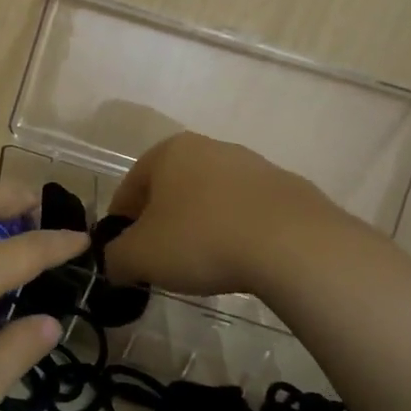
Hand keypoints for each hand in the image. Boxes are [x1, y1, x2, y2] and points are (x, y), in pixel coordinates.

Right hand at [103, 132, 362, 298]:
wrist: (294, 245)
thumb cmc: (201, 240)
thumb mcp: (139, 257)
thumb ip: (115, 258)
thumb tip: (115, 263)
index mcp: (167, 152)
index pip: (129, 187)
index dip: (120, 223)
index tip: (124, 254)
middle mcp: (209, 147)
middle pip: (171, 189)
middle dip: (162, 223)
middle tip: (161, 260)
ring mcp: (253, 165)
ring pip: (211, 199)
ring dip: (200, 226)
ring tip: (203, 264)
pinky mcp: (288, 189)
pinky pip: (247, 213)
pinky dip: (236, 232)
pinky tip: (241, 260)